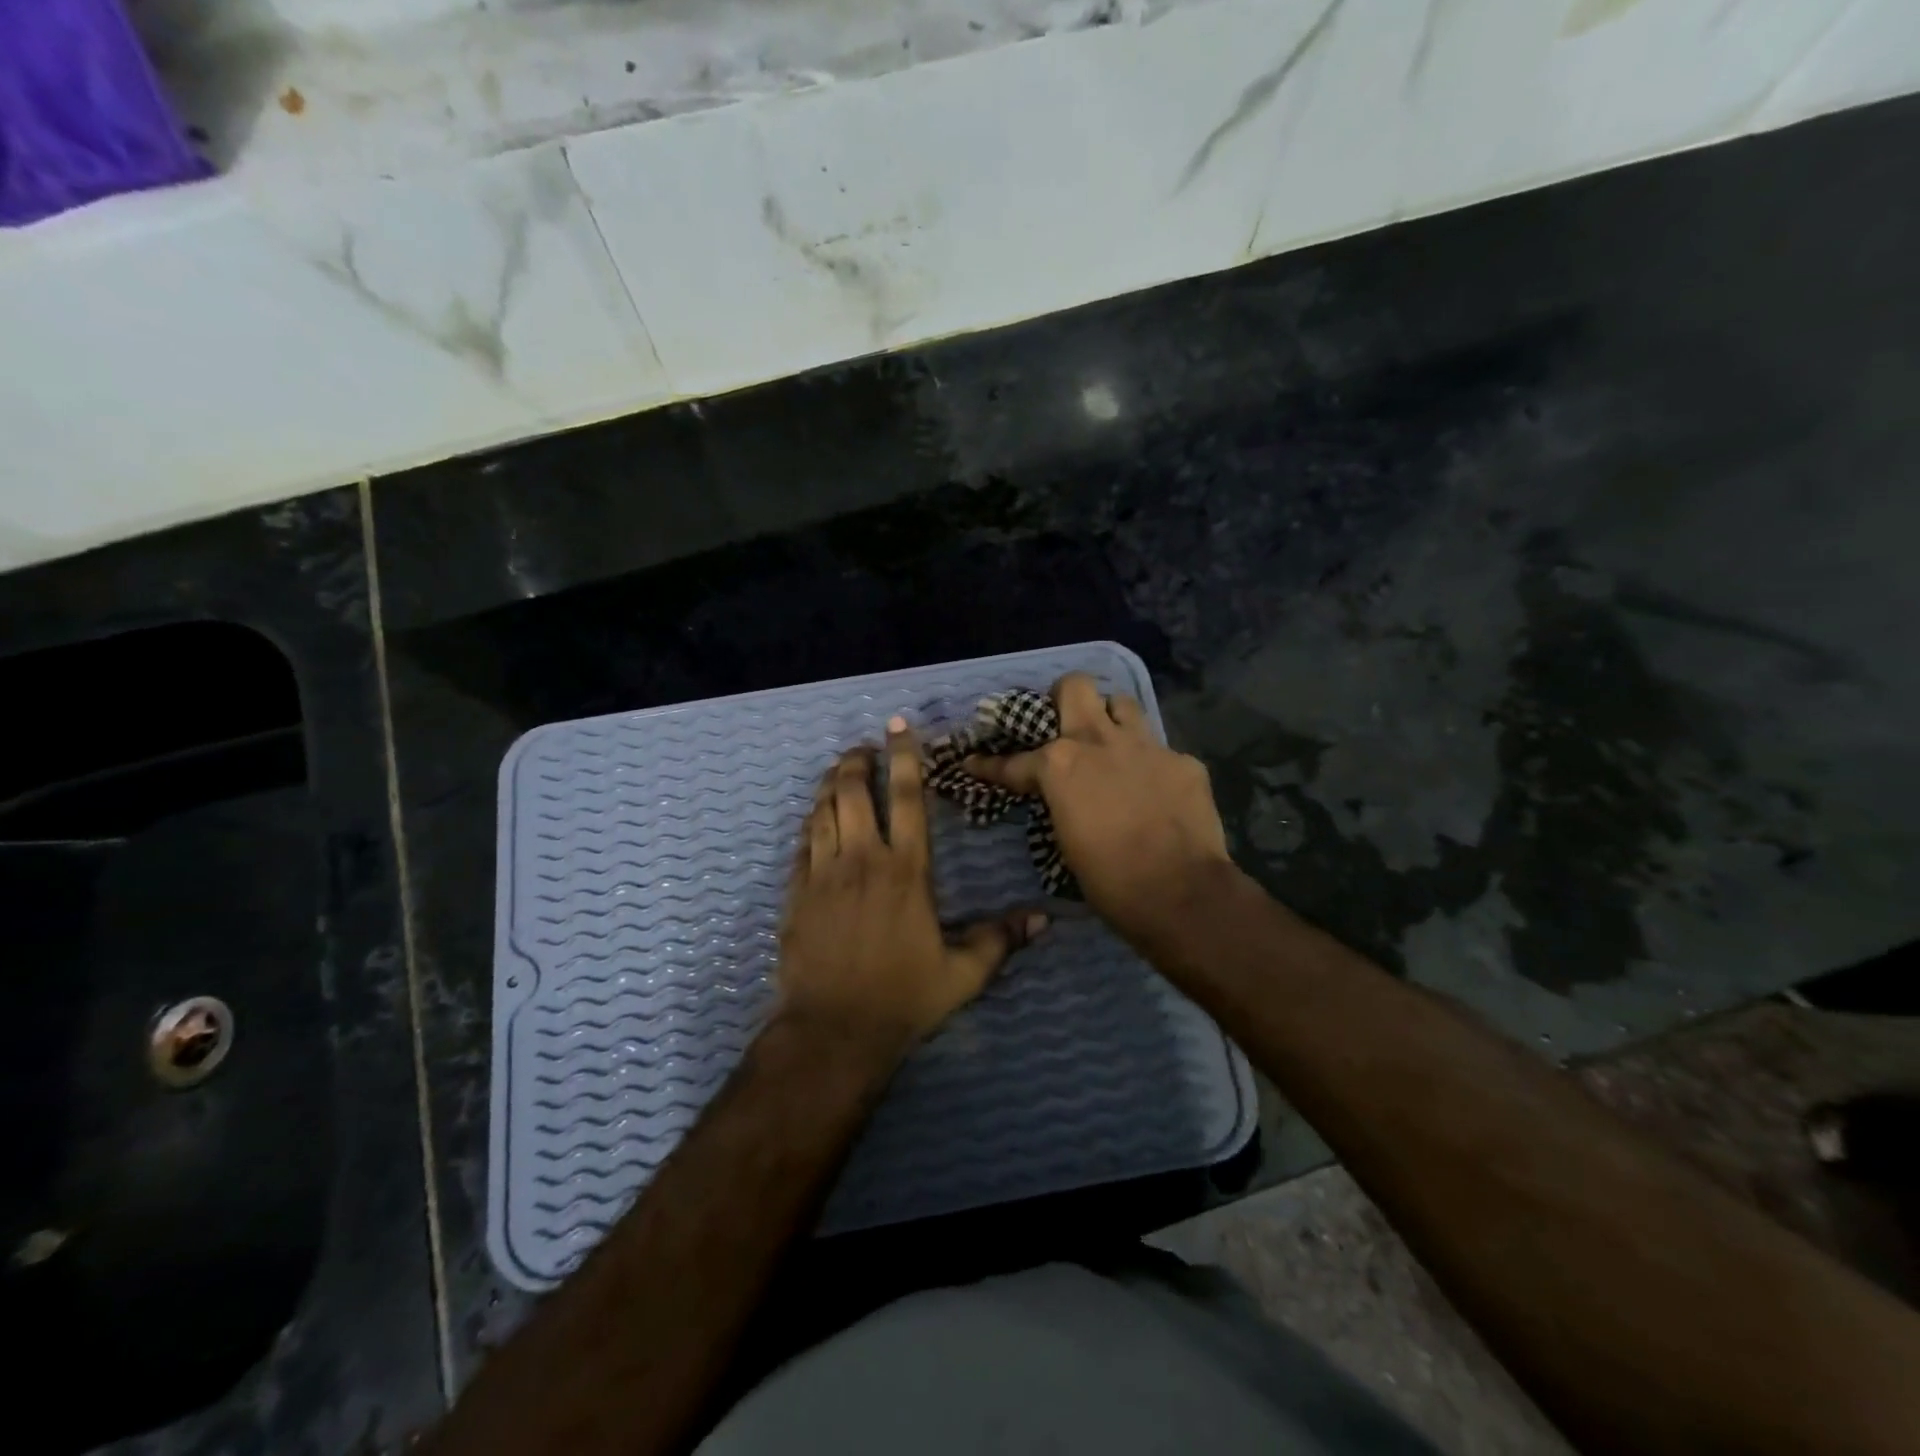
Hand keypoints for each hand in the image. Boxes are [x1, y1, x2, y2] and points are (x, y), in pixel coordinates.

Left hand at [777, 717, 1046, 1055]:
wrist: (833, 1031)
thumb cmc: (903, 998)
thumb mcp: (962, 973)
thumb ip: (1000, 940)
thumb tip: (1045, 920)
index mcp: (906, 870)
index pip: (906, 798)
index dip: (904, 757)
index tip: (898, 727)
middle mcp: (862, 860)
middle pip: (853, 791)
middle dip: (857, 761)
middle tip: (864, 748)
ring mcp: (823, 874)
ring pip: (823, 810)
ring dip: (830, 784)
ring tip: (839, 770)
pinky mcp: (796, 893)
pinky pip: (802, 843)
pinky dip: (810, 821)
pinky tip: (816, 817)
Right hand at [965, 673, 1237, 945]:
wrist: (1180, 894)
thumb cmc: (1110, 880)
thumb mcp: (1065, 841)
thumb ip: (1060, 804)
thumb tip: (1060, 799)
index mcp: (1060, 765)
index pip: (1014, 760)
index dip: (989, 764)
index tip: (974, 761)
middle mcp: (1099, 742)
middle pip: (1075, 687)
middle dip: (1063, 696)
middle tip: (1063, 720)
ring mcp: (1146, 746)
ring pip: (1122, 704)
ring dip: (1111, 719)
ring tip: (1110, 743)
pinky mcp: (1183, 761)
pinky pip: (1160, 750)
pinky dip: (1151, 765)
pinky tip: (1155, 789)